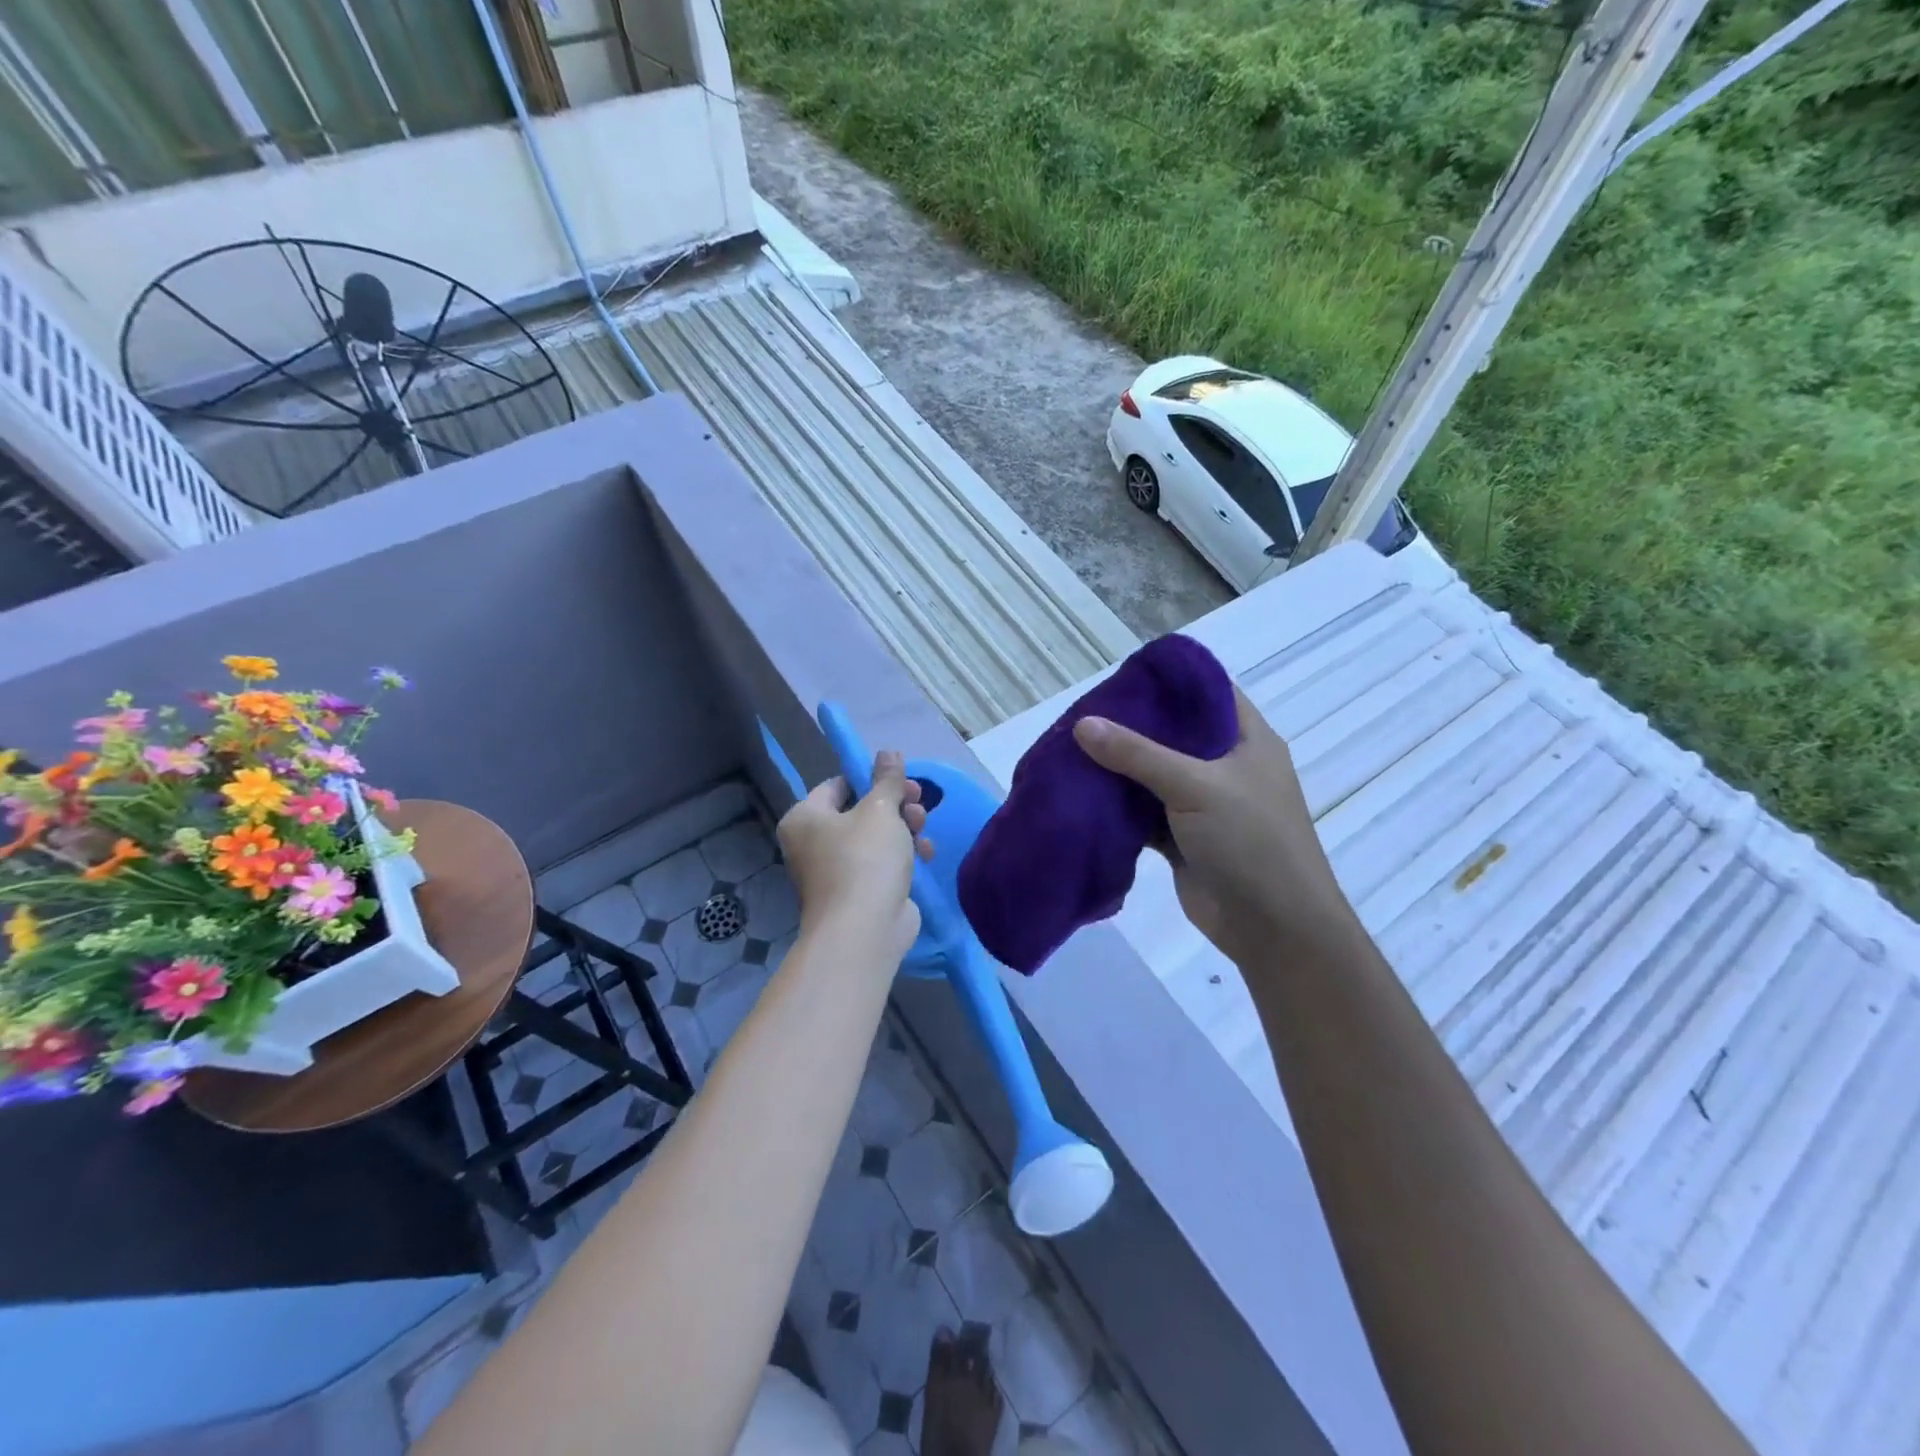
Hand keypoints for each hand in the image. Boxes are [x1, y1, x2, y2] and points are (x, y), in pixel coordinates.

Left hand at [778, 749, 933, 963]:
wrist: (864, 930)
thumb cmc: (864, 859)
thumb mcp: (880, 810)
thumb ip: (887, 779)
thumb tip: (888, 751)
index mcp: (805, 818)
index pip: (838, 785)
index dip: (871, 779)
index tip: (902, 780)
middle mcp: (813, 843)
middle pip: (859, 811)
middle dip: (895, 805)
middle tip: (919, 802)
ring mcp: (835, 871)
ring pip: (875, 837)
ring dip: (904, 828)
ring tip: (923, 829)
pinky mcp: (858, 892)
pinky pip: (881, 863)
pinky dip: (903, 856)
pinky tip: (925, 855)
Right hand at [1072, 687, 1358, 966]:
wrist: (1273, 928)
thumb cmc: (1251, 842)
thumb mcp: (1196, 786)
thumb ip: (1137, 754)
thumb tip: (1083, 724)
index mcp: (1247, 739)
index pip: (1208, 691)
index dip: (1169, 680)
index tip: (1123, 676)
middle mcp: (1226, 765)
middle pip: (1174, 732)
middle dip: (1132, 724)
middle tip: (1084, 713)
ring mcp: (1204, 803)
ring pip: (1154, 774)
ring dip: (1119, 767)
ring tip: (1072, 747)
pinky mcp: (1183, 836)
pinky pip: (1144, 811)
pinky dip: (1118, 805)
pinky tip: (1082, 792)